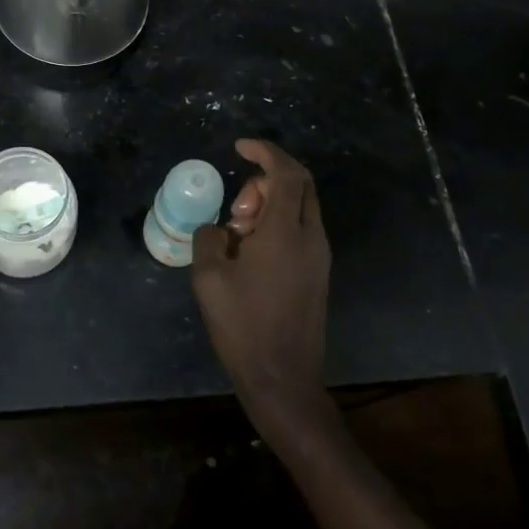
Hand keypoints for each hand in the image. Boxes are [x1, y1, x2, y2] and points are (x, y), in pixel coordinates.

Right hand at [191, 140, 330, 420]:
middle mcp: (310, 237)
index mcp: (284, 233)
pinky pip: (302, 228)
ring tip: (239, 234)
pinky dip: (279, 222)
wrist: (283, 379)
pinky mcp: (319, 272)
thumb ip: (209, 238)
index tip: (239, 148)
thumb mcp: (209, 278)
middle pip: (300, 183)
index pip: (285, 173)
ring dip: (271, 202)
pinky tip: (252, 251)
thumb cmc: (243, 327)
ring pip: (301, 205)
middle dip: (266, 178)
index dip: (264, 152)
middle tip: (237, 208)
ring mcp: (320, 256)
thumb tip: (219, 229)